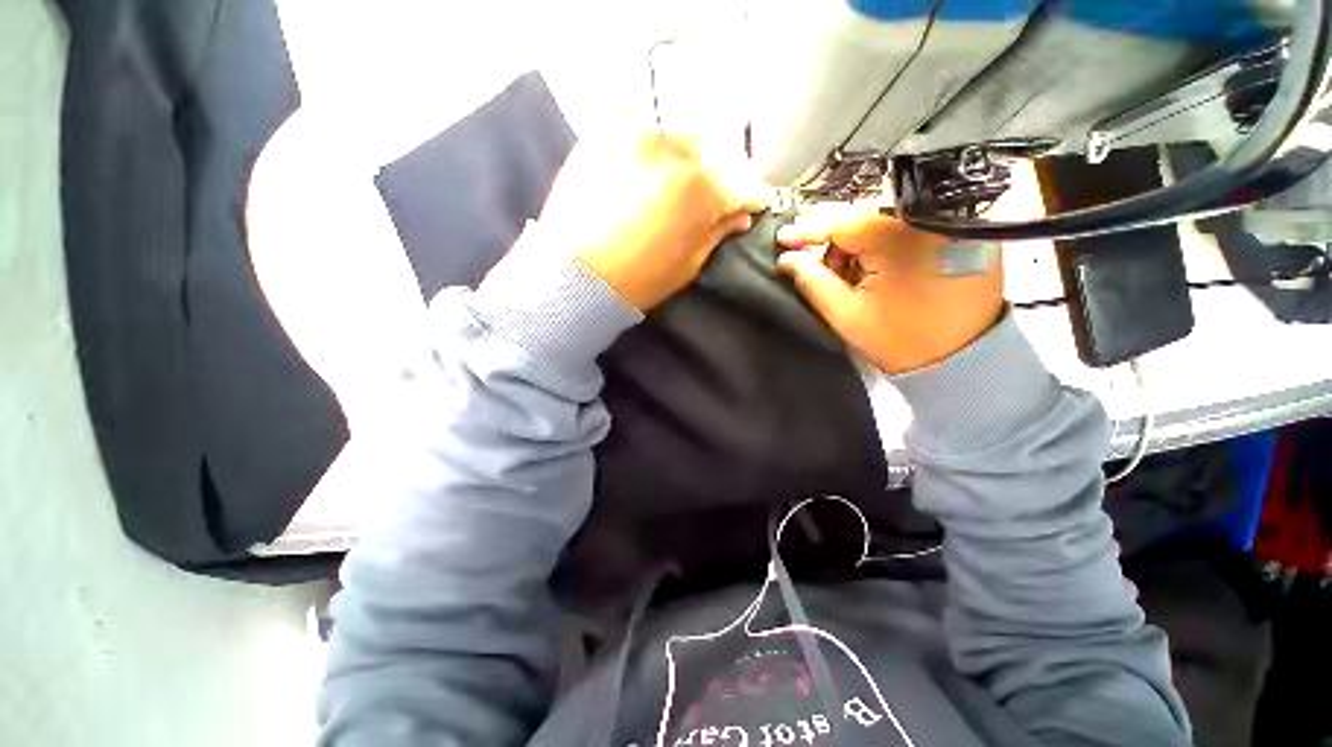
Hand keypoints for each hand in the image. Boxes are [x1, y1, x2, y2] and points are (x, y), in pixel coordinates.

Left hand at [539, 132, 768, 310]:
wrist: (574, 275)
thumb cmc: (638, 280)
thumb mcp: (687, 265)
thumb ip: (716, 234)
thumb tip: (740, 216)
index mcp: (698, 189)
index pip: (740, 183)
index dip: (750, 196)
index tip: (751, 204)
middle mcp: (670, 150)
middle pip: (713, 149)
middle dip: (721, 172)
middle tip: (714, 195)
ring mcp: (633, 137)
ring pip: (678, 138)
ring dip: (687, 160)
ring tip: (679, 187)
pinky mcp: (603, 137)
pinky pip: (643, 138)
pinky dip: (655, 156)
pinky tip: (649, 179)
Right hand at [776, 207, 1003, 373]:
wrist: (961, 359)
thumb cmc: (899, 340)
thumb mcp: (846, 314)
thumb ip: (812, 282)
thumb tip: (787, 258)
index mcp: (897, 238)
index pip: (841, 223)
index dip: (808, 232)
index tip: (783, 239)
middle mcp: (925, 222)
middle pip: (862, 223)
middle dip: (837, 249)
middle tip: (830, 279)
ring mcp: (945, 227)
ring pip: (883, 228)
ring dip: (861, 252)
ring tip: (859, 284)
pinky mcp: (957, 237)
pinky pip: (907, 233)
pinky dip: (885, 251)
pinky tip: (881, 278)